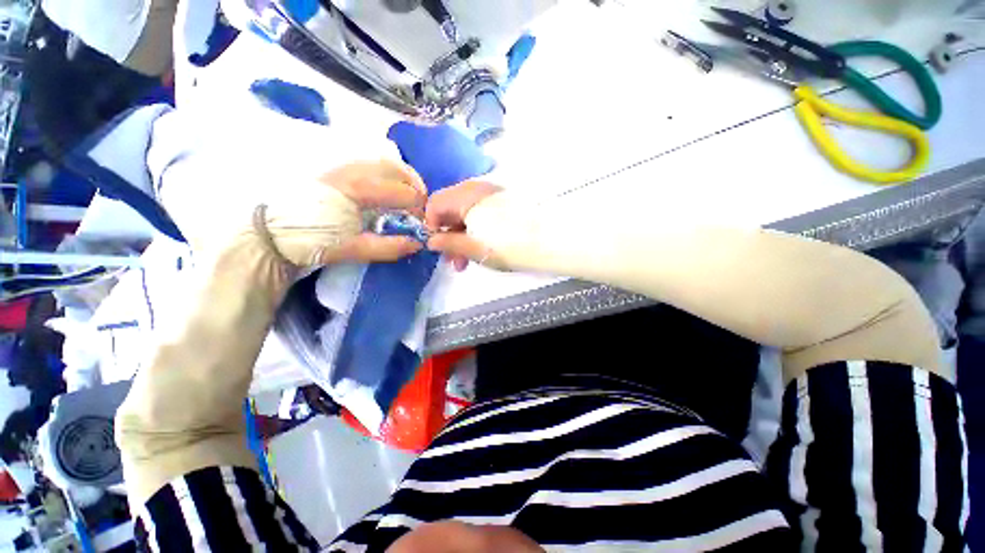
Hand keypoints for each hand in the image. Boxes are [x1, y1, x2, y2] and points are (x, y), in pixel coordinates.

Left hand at [257, 160, 426, 266]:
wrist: (271, 232)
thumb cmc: (313, 240)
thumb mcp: (352, 249)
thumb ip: (388, 247)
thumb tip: (418, 244)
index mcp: (359, 189)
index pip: (403, 193)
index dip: (419, 207)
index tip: (423, 221)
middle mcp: (354, 170)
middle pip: (397, 168)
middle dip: (416, 185)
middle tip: (422, 203)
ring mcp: (344, 166)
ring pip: (384, 162)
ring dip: (403, 176)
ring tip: (409, 194)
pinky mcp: (337, 169)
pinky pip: (371, 164)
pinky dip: (387, 174)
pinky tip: (388, 188)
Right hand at [426, 180, 508, 270]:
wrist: (549, 242)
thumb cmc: (507, 246)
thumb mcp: (473, 248)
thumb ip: (448, 243)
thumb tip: (431, 241)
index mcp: (466, 196)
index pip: (435, 203)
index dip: (430, 225)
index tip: (437, 246)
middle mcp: (477, 189)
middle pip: (452, 209)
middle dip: (449, 236)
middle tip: (454, 261)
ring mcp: (493, 194)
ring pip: (467, 214)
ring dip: (463, 236)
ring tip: (467, 261)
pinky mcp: (506, 202)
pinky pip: (482, 214)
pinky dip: (477, 230)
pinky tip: (483, 248)